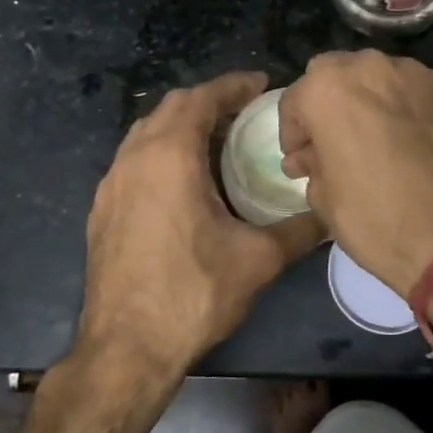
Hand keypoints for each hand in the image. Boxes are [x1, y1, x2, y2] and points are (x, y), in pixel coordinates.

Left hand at [78, 72, 323, 379]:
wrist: (125, 349)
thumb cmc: (193, 293)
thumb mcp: (259, 260)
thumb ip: (300, 229)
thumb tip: (331, 214)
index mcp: (169, 156)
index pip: (201, 98)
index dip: (233, 85)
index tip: (261, 83)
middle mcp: (134, 158)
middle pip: (171, 107)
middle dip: (208, 100)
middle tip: (244, 110)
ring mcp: (111, 184)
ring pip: (146, 132)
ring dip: (181, 123)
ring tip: (216, 139)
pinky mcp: (101, 209)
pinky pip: (133, 159)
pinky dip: (160, 151)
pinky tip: (182, 180)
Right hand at [279, 51, 432, 296]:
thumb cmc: (376, 221)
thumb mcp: (323, 199)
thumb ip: (311, 163)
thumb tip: (308, 156)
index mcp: (327, 89)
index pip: (295, 100)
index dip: (293, 133)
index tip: (301, 159)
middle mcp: (369, 67)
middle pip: (335, 72)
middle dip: (328, 102)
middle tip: (335, 140)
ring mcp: (415, 72)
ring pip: (377, 74)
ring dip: (368, 98)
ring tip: (376, 136)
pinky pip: (414, 87)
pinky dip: (405, 104)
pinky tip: (411, 137)